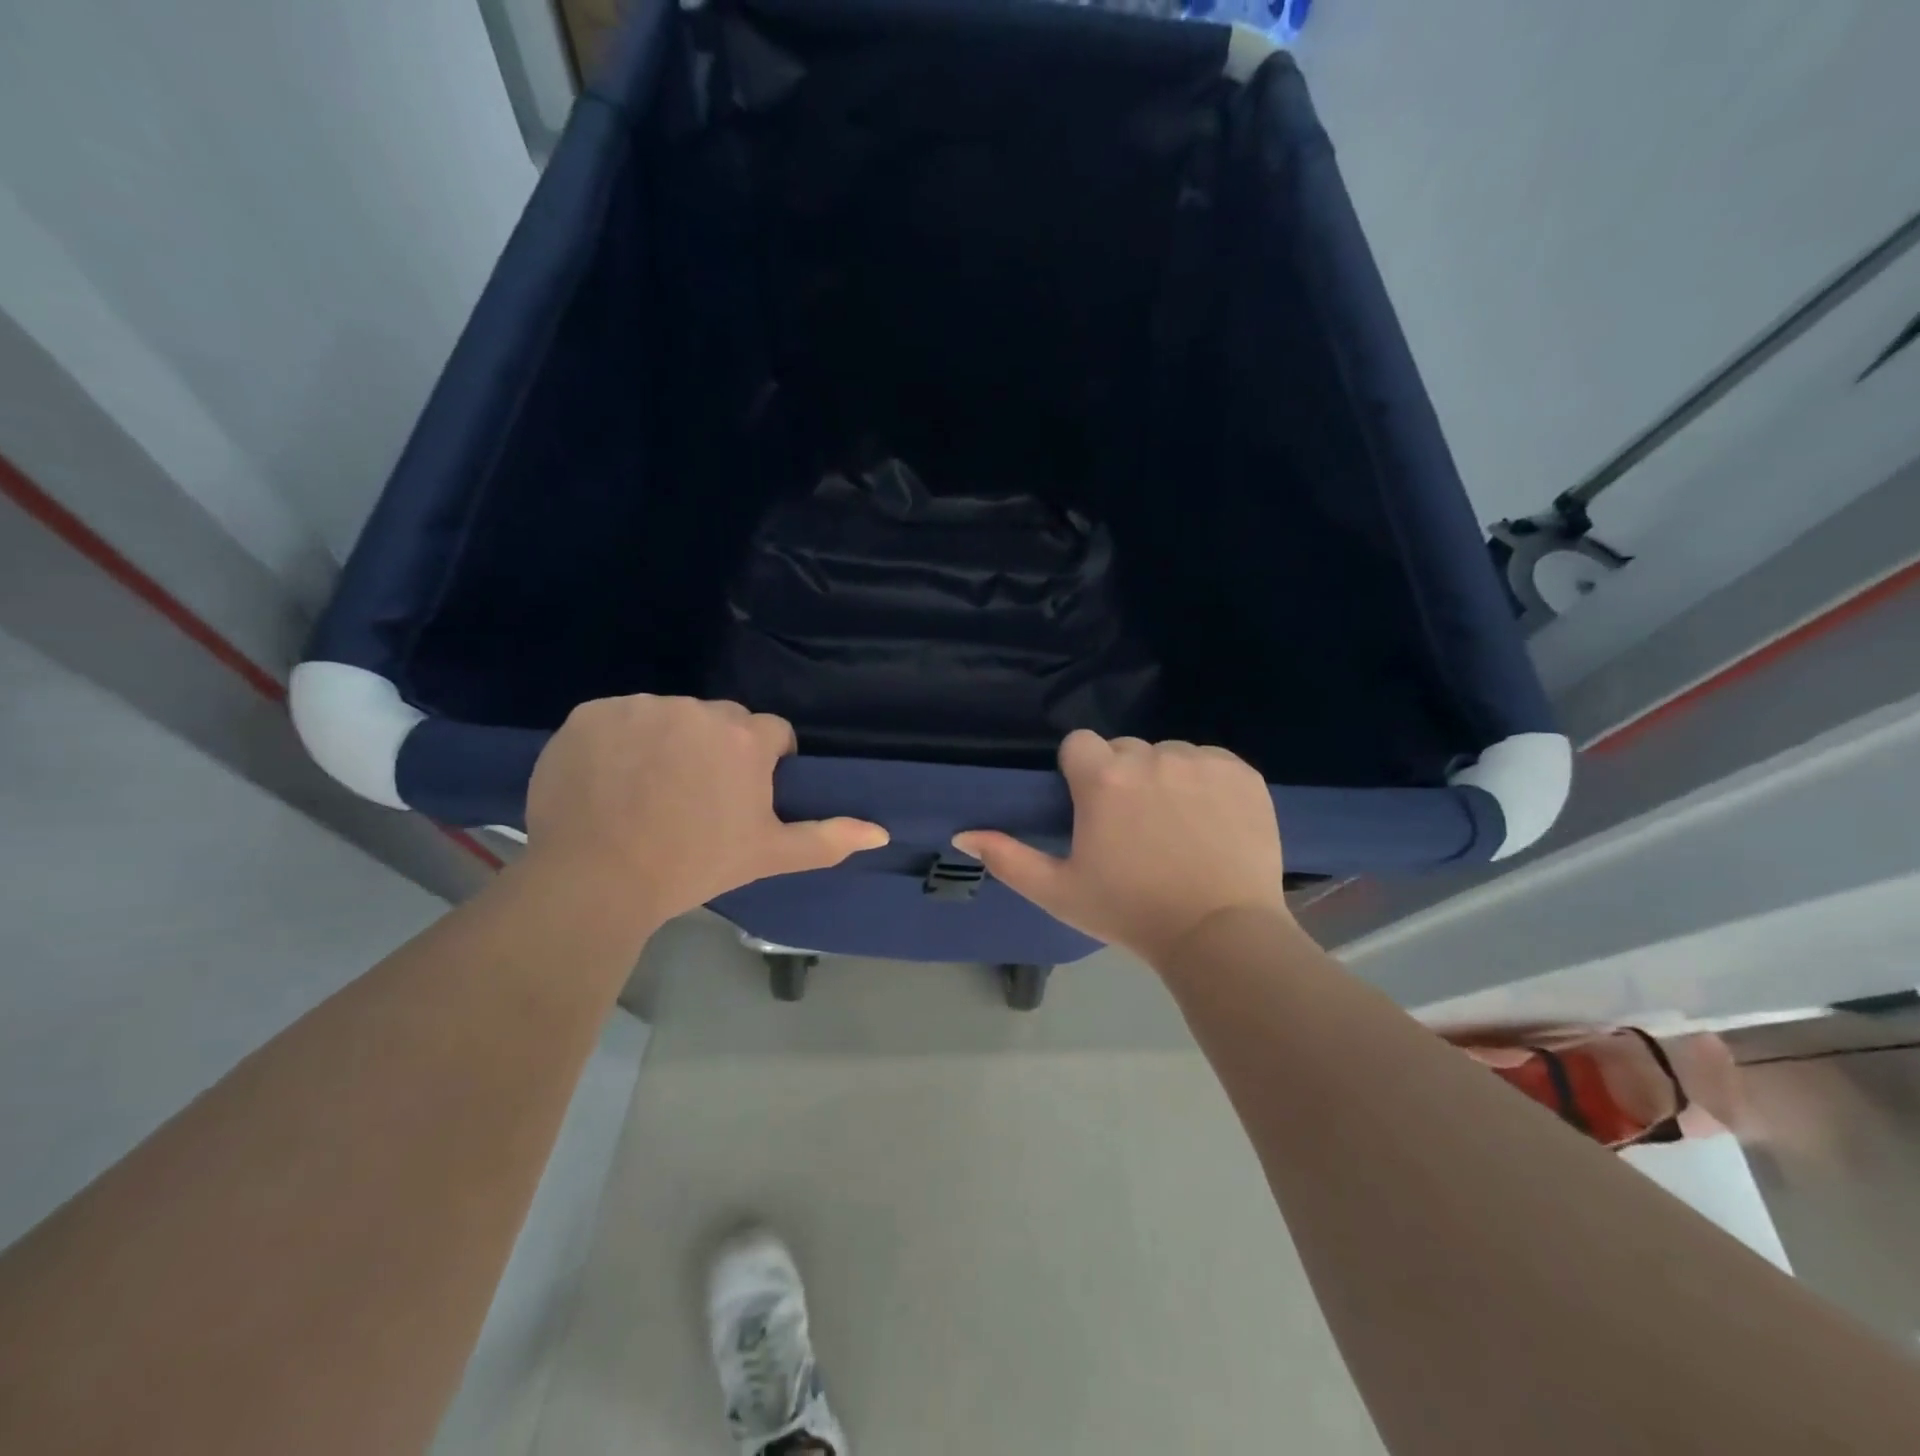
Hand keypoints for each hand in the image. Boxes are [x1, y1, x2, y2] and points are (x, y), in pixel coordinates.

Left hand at [524, 696, 888, 923]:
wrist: (595, 880)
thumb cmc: (693, 865)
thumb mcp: (768, 855)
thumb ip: (827, 839)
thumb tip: (881, 833)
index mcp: (745, 737)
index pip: (772, 733)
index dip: (763, 765)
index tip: (742, 797)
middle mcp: (697, 709)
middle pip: (719, 721)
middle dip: (715, 749)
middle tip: (694, 798)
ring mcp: (640, 707)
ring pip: (668, 717)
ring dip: (667, 742)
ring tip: (646, 791)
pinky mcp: (590, 714)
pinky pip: (617, 719)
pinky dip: (617, 742)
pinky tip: (608, 780)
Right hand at [954, 731, 1287, 964]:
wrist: (1219, 934)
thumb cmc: (1130, 912)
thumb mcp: (1058, 891)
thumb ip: (1006, 858)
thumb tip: (962, 834)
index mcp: (1103, 779)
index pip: (1079, 743)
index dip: (1081, 772)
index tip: (1092, 807)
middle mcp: (1151, 757)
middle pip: (1125, 749)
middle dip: (1123, 777)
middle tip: (1134, 827)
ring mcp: (1202, 762)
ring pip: (1169, 754)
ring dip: (1165, 778)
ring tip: (1176, 827)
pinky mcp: (1242, 773)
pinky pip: (1211, 761)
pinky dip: (1207, 783)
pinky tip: (1210, 822)